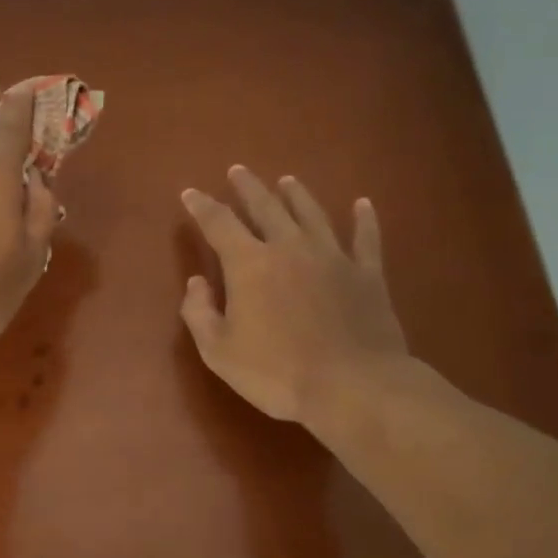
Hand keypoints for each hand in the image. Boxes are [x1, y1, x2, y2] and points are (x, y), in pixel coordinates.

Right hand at [180, 168, 409, 428]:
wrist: (352, 387)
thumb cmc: (276, 372)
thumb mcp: (219, 351)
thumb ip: (199, 312)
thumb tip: (197, 282)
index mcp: (250, 264)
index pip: (219, 224)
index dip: (202, 206)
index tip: (190, 193)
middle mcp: (290, 248)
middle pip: (266, 207)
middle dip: (248, 187)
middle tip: (238, 170)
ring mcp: (333, 257)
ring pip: (311, 214)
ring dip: (297, 195)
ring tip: (287, 180)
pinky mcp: (367, 274)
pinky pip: (366, 238)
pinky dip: (364, 219)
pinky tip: (363, 204)